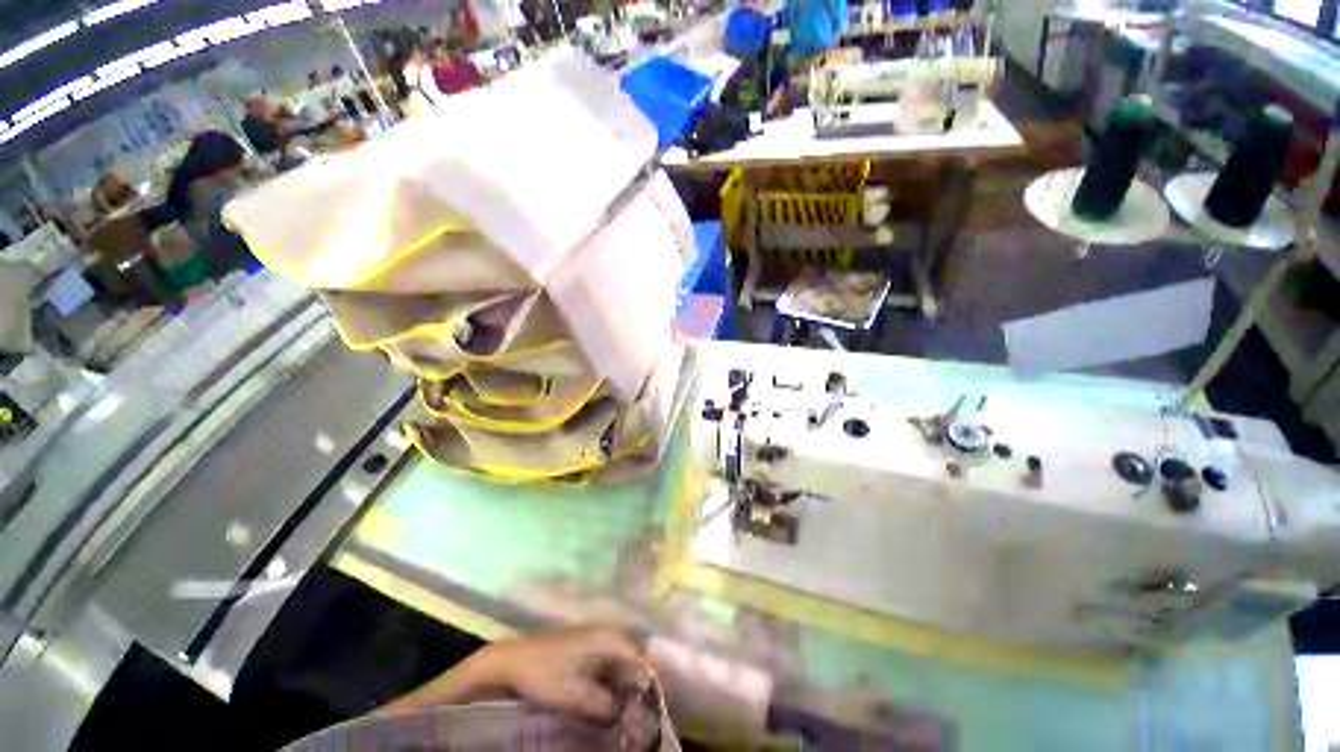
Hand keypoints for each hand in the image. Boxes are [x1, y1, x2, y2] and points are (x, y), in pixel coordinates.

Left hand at [380, 627, 649, 722]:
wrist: (512, 660)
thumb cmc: (544, 673)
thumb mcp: (574, 695)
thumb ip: (604, 704)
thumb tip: (625, 713)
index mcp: (609, 638)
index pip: (642, 657)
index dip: (654, 681)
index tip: (661, 705)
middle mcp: (607, 633)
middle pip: (634, 659)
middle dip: (642, 684)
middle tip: (647, 711)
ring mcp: (596, 639)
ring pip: (622, 662)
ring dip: (628, 685)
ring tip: (633, 709)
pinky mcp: (586, 648)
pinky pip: (609, 664)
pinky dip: (614, 681)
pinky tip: (613, 700)